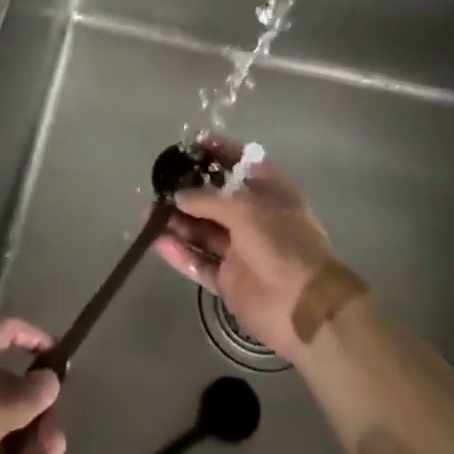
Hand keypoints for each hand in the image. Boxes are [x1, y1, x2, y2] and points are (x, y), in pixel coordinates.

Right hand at [154, 137, 340, 360]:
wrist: (304, 306)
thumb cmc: (282, 242)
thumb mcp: (245, 209)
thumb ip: (207, 200)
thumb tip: (178, 196)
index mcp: (270, 193)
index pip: (242, 164)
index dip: (219, 153)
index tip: (191, 146)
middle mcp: (255, 218)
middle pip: (215, 200)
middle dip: (188, 192)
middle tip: (158, 186)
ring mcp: (241, 251)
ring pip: (203, 231)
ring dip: (177, 222)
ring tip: (148, 214)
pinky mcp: (229, 280)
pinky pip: (200, 262)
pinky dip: (180, 253)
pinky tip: (156, 241)